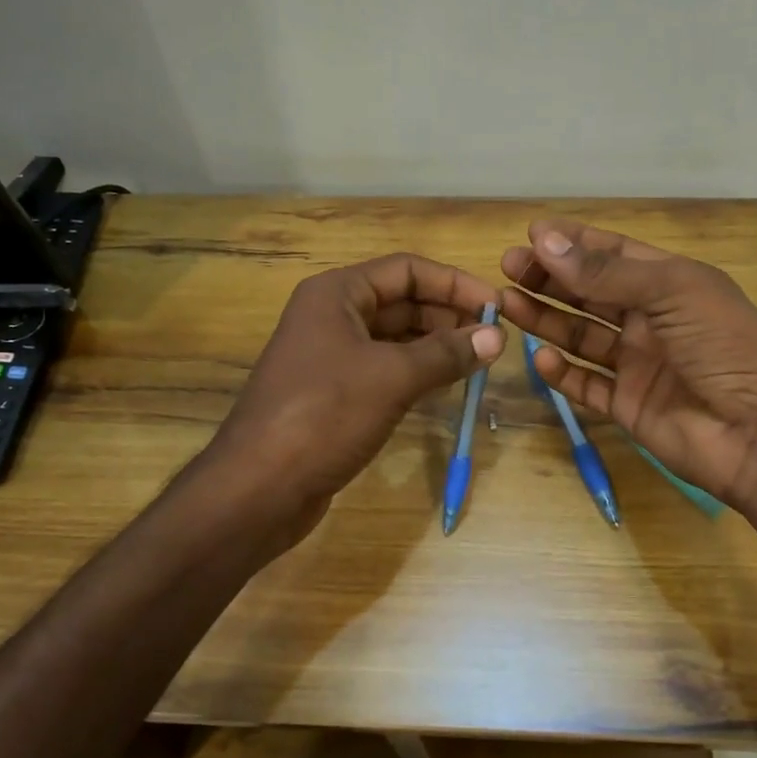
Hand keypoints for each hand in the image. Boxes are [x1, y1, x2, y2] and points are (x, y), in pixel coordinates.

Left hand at [204, 253, 505, 540]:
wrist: (259, 486)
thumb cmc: (324, 415)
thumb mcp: (392, 377)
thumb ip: (446, 353)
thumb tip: (497, 337)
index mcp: (336, 294)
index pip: (407, 270)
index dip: (455, 284)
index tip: (497, 307)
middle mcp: (331, 316)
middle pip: (402, 301)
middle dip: (448, 316)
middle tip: (493, 341)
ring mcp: (330, 356)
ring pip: (395, 338)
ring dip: (436, 346)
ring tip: (478, 362)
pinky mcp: (333, 393)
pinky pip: (384, 369)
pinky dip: (416, 372)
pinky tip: (446, 386)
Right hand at [500, 221, 756, 510]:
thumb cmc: (726, 345)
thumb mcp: (672, 292)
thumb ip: (605, 272)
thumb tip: (544, 241)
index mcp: (671, 284)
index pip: (614, 254)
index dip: (574, 243)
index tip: (531, 234)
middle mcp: (652, 321)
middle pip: (591, 293)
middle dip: (551, 279)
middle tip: (509, 268)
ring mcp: (639, 365)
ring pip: (582, 336)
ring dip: (547, 320)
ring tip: (507, 305)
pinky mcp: (629, 406)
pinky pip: (587, 385)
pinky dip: (562, 373)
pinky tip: (540, 357)